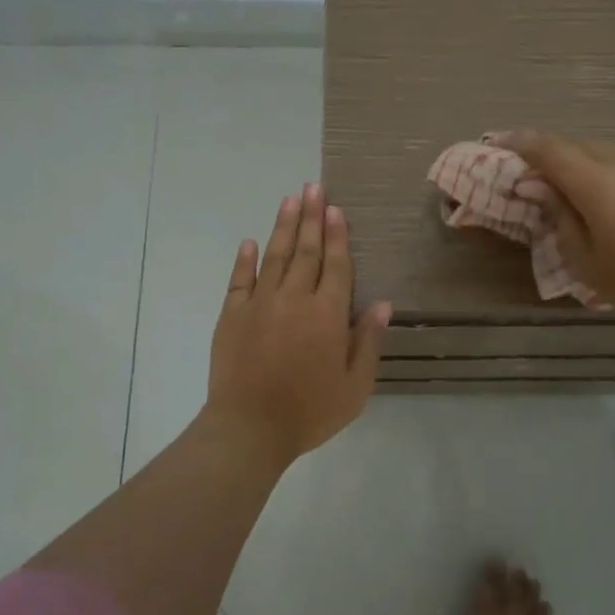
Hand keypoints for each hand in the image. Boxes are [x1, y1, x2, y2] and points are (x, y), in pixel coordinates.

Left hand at [206, 183, 390, 467]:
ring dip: (283, 226)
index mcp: (328, 313)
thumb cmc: (310, 411)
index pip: (336, 264)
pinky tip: (250, 242)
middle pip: (306, 250)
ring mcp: (260, 303)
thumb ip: (368, 341)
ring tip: (290, 200)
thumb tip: (383, 304)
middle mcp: (295, 298)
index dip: (337, 235)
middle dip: (312, 217)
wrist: (249, 428)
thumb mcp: (355, 386)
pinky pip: (240, 280)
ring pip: (274, 256)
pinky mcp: (232, 315)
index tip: (335, 208)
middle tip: (313, 187)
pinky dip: (245, 259)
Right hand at [500, 132, 614, 345]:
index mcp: (598, 183)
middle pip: (580, 148)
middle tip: (539, 179)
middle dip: (556, 158)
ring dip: (589, 170)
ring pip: (611, 159)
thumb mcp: (586, 261)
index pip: (549, 150)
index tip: (500, 142)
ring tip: (582, 199)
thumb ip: (559, 217)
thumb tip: (538, 187)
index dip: (522, 142)